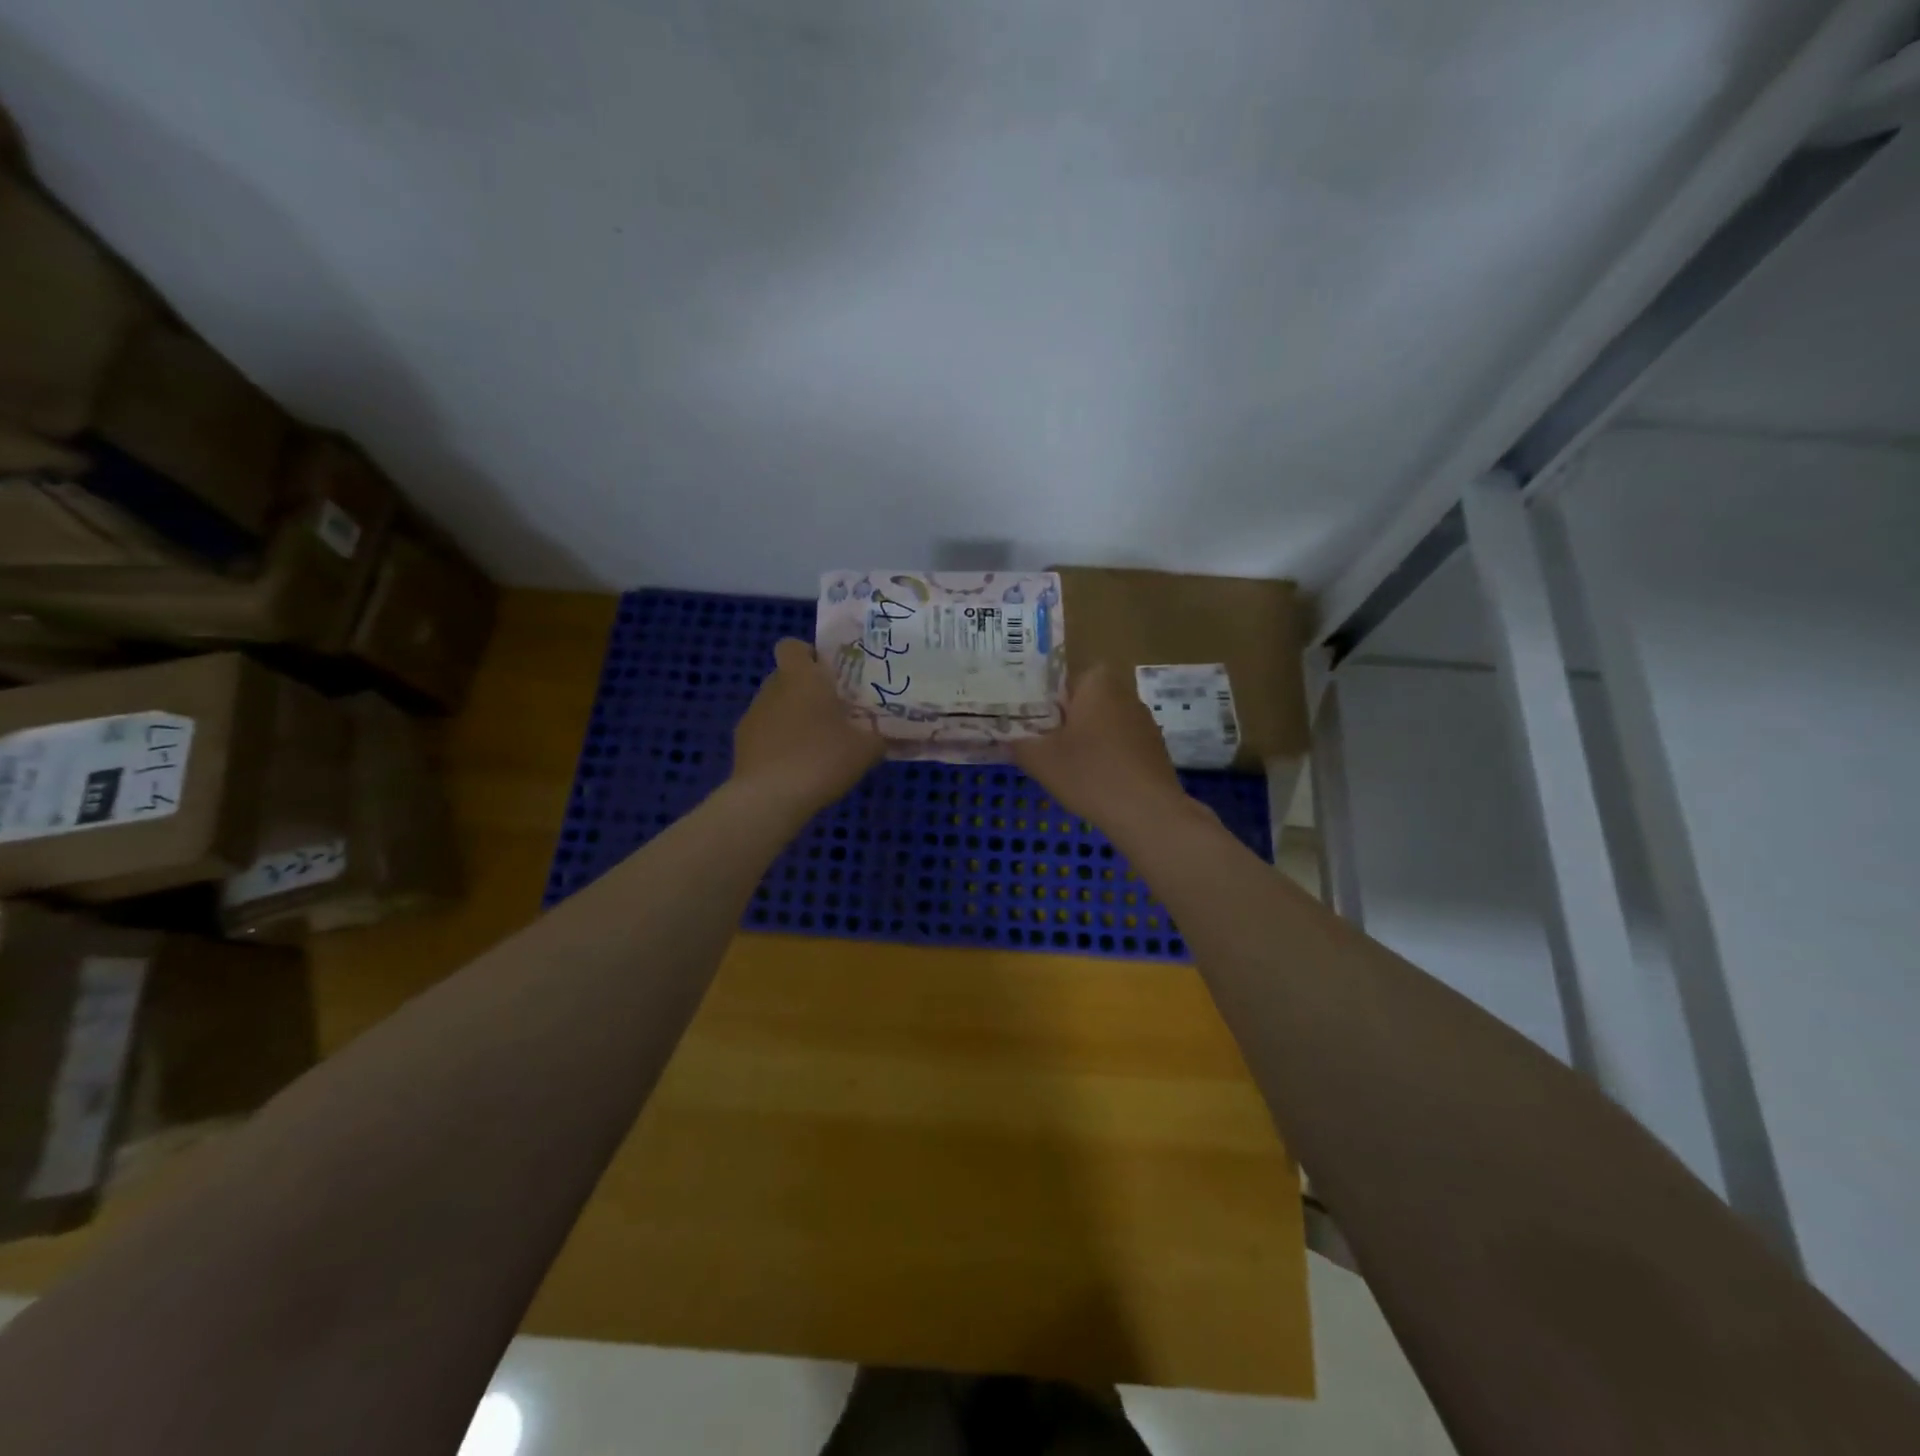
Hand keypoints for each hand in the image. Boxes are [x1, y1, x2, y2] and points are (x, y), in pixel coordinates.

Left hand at [730, 639, 884, 819]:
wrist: (770, 798)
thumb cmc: (822, 759)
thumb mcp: (866, 749)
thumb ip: (880, 737)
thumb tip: (887, 736)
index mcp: (802, 677)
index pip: (792, 646)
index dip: (808, 655)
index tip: (829, 675)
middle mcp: (773, 688)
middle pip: (787, 677)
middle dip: (807, 691)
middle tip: (834, 713)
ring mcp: (753, 715)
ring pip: (776, 705)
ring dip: (794, 718)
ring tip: (816, 746)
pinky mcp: (742, 743)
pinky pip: (766, 732)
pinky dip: (779, 742)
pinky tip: (796, 767)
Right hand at [1013, 664, 1187, 828]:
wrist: (1146, 812)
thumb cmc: (1089, 773)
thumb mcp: (1039, 759)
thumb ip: (1018, 744)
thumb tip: (1006, 739)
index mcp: (1098, 683)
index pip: (1065, 679)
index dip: (1046, 700)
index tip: (1032, 724)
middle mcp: (1125, 694)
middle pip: (1085, 701)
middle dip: (1065, 720)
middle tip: (1044, 745)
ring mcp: (1144, 722)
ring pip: (1104, 724)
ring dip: (1087, 740)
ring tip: (1067, 767)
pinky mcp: (1154, 748)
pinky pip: (1121, 744)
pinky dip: (1107, 757)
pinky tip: (1095, 782)